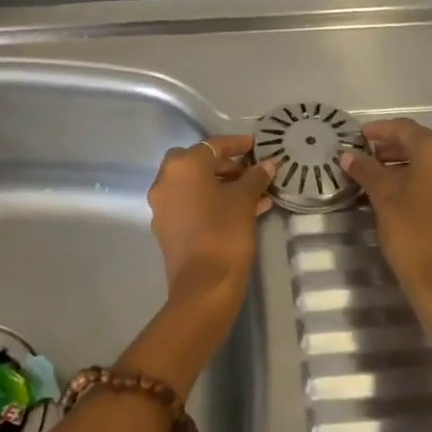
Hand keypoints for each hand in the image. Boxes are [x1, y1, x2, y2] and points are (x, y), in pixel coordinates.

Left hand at [147, 136, 276, 316]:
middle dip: (227, 166)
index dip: (237, 144)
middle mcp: (166, 180)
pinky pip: (191, 204)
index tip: (256, 146)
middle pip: (200, 163)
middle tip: (252, 171)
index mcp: (182, 165)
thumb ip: (255, 177)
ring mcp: (163, 205)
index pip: (213, 145)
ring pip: (196, 185)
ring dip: (223, 185)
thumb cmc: (224, 232)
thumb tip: (268, 164)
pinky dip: (212, 201)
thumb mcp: (245, 200)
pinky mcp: (167, 227)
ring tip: (255, 194)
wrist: (203, 286)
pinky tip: (241, 211)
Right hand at [342, 119, 431, 367]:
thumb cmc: (414, 238)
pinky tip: (405, 197)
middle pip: (423, 144)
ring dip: (409, 166)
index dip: (379, 131)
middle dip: (393, 148)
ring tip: (381, 178)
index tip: (357, 137)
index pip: (405, 129)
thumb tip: (349, 155)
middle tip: (366, 158)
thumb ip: (367, 171)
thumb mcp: (384, 200)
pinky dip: (425, 182)